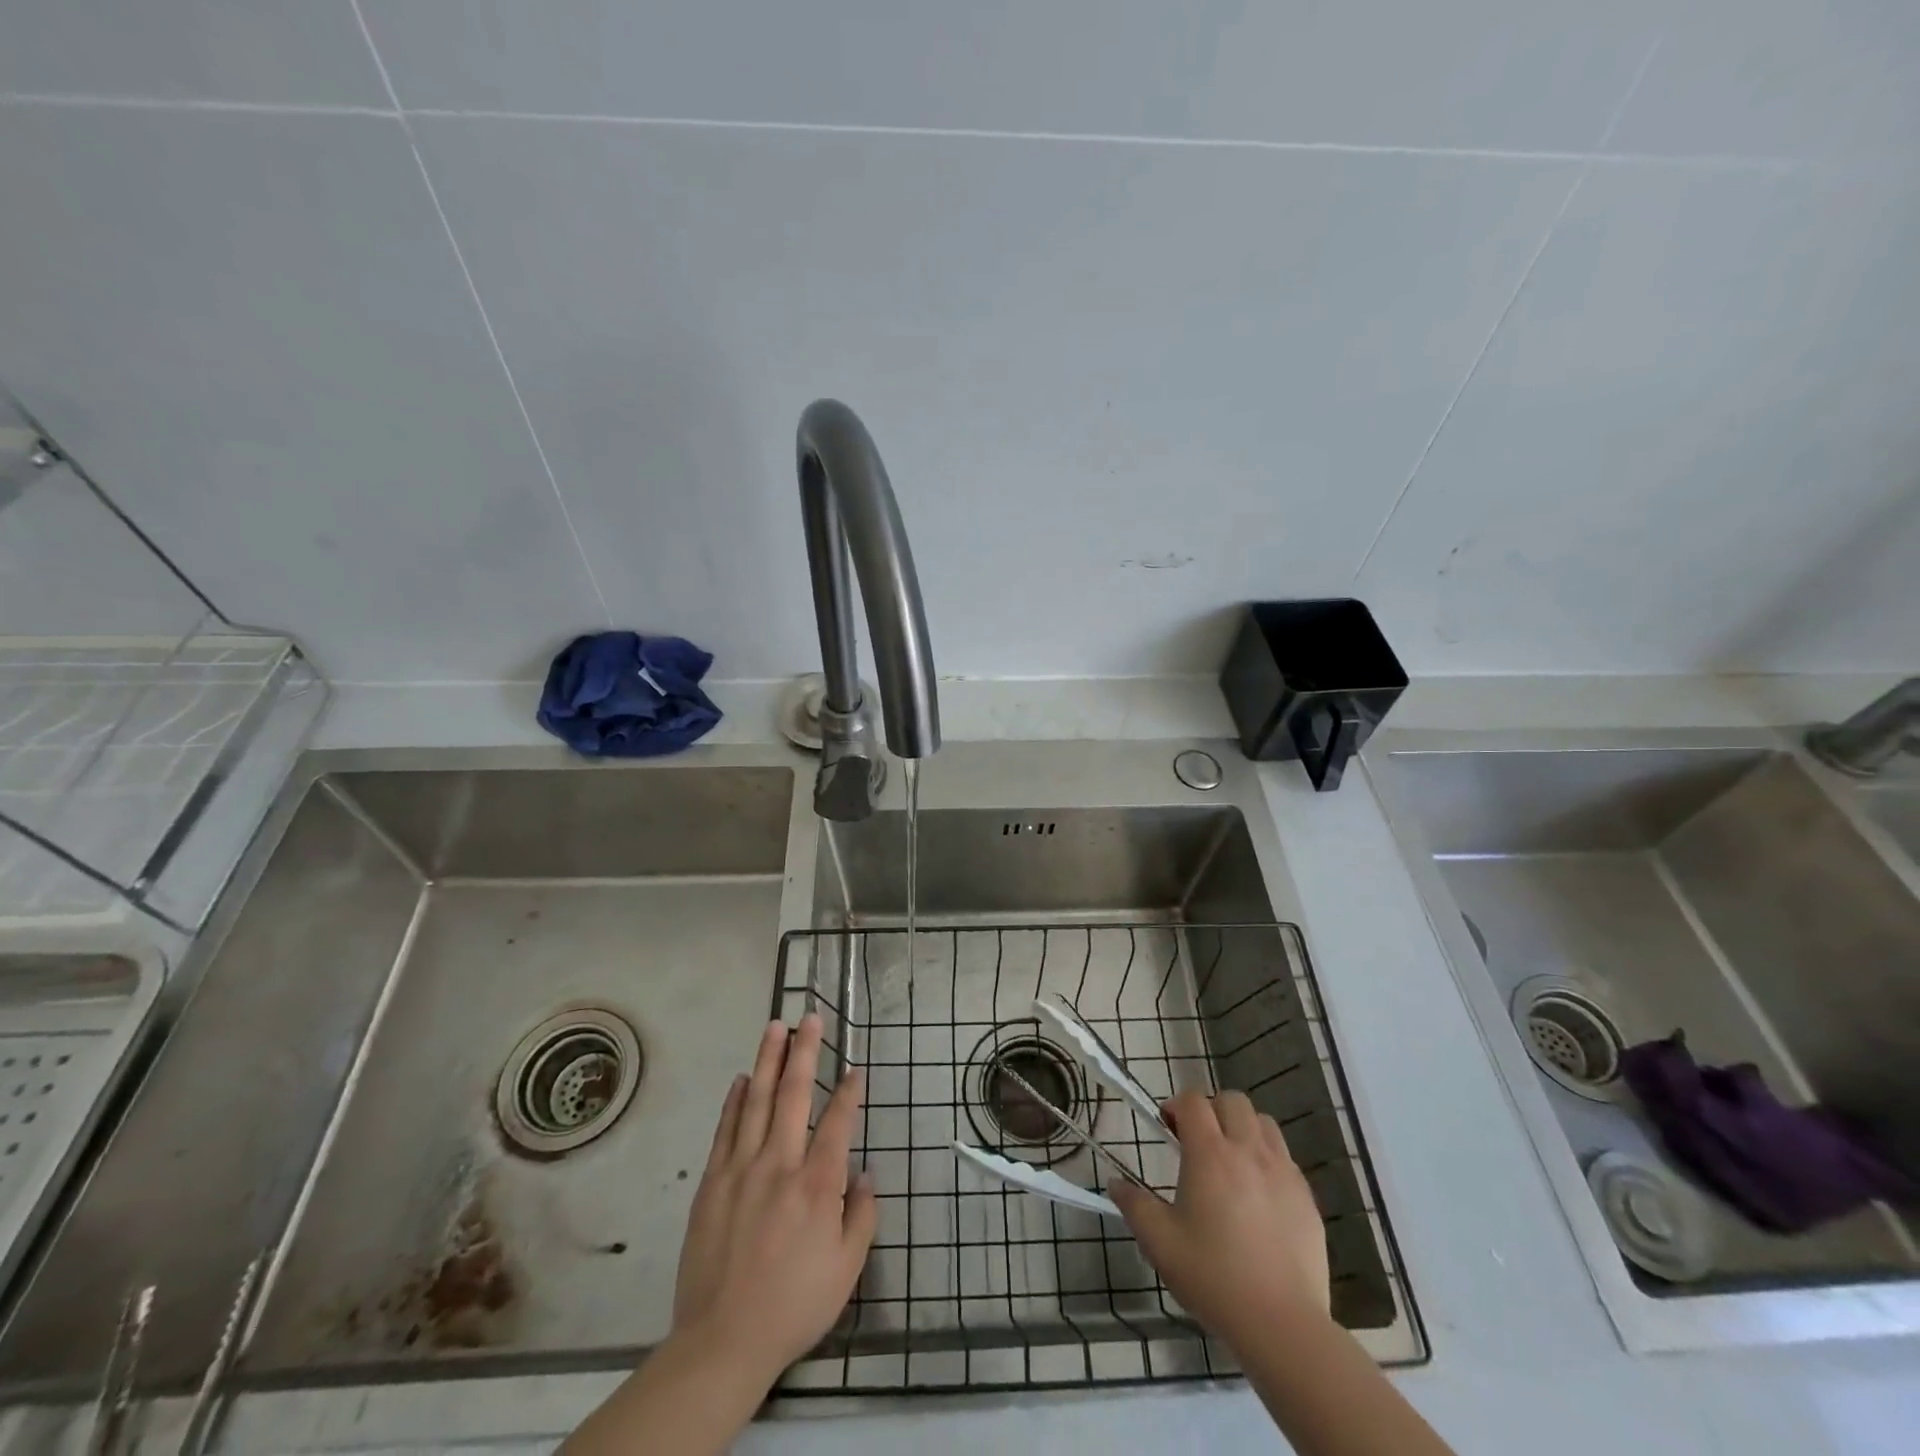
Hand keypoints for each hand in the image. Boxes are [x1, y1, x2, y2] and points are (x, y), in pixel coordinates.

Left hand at [671, 1014, 876, 1387]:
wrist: (722, 1342)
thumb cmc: (793, 1305)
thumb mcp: (847, 1270)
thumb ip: (862, 1216)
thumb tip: (865, 1174)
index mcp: (817, 1185)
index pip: (837, 1122)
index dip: (849, 1092)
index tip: (855, 1069)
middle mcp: (779, 1164)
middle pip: (793, 1094)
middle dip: (804, 1052)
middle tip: (809, 1018)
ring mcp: (740, 1169)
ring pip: (755, 1100)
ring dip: (767, 1060)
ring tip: (775, 1027)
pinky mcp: (712, 1182)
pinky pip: (725, 1129)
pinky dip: (733, 1100)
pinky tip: (740, 1079)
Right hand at [1110, 1088, 1328, 1348]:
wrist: (1282, 1325)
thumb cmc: (1213, 1278)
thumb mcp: (1160, 1243)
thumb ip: (1134, 1205)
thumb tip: (1115, 1182)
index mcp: (1210, 1154)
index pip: (1193, 1101)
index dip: (1176, 1106)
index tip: (1168, 1129)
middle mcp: (1248, 1151)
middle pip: (1232, 1100)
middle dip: (1212, 1110)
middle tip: (1199, 1142)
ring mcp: (1283, 1172)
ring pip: (1264, 1123)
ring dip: (1243, 1129)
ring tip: (1232, 1161)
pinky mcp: (1306, 1197)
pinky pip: (1285, 1158)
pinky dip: (1268, 1159)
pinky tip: (1258, 1195)